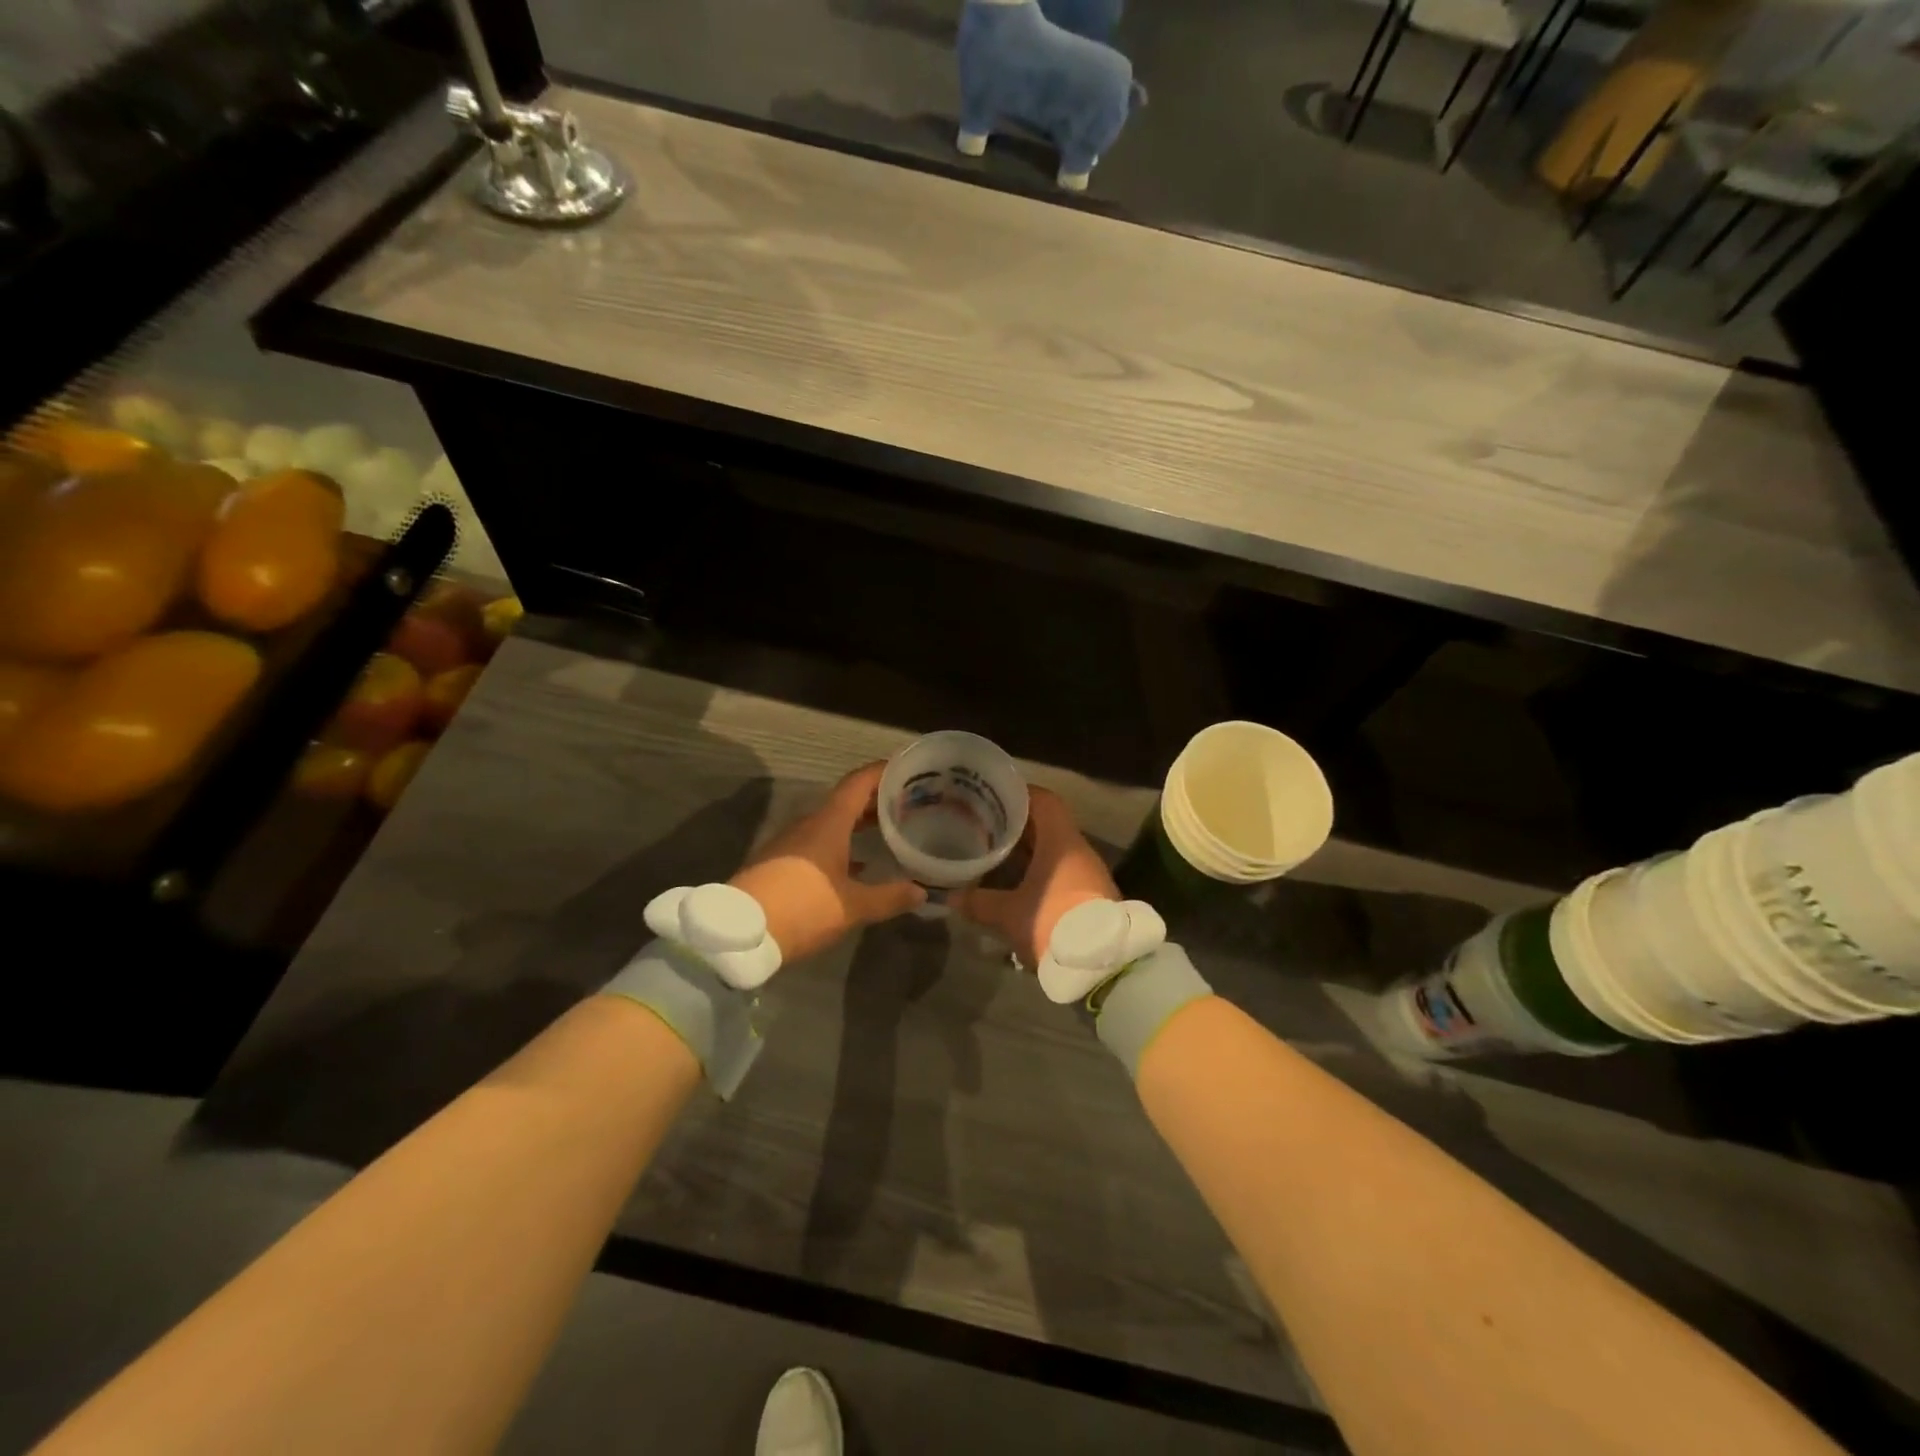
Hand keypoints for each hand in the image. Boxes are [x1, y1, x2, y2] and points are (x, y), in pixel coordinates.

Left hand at [730, 763, 925, 962]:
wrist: (739, 933)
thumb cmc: (802, 908)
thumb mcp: (852, 907)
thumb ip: (889, 897)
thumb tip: (922, 892)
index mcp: (828, 823)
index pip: (858, 783)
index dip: (882, 772)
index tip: (906, 767)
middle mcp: (809, 824)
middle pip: (846, 801)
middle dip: (876, 800)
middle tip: (908, 802)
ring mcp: (791, 843)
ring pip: (832, 823)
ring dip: (859, 823)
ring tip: (889, 830)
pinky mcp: (781, 862)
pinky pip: (819, 843)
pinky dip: (843, 845)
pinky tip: (859, 865)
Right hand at [950, 786, 1116, 965]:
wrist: (1103, 965)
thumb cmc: (1053, 922)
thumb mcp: (1009, 914)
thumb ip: (978, 902)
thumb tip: (951, 896)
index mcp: (1061, 841)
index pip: (1044, 800)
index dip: (1019, 794)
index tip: (993, 797)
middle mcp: (1078, 849)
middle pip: (1046, 825)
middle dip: (1015, 825)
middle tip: (984, 826)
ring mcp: (1087, 873)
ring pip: (1052, 850)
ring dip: (1026, 851)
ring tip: (994, 853)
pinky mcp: (1089, 894)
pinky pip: (1059, 871)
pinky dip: (1037, 871)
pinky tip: (1014, 883)